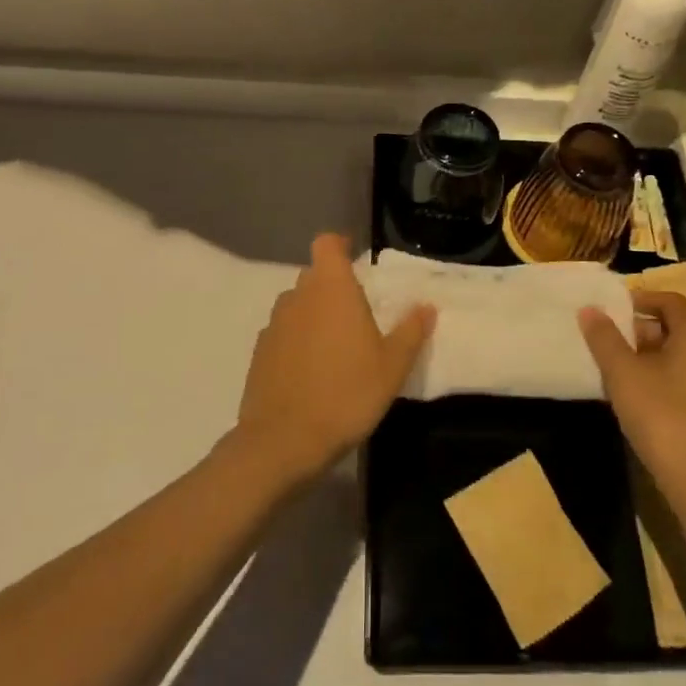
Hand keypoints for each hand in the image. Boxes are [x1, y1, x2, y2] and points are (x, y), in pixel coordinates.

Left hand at [235, 234, 434, 481]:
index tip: (357, 258)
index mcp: (331, 289)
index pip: (327, 244)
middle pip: (314, 275)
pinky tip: (313, 371)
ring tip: (337, 346)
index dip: (341, 245)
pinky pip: (284, 333)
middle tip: (359, 313)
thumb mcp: (392, 367)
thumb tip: (426, 306)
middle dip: (334, 286)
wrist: (283, 441)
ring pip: (297, 305)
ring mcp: (274, 325)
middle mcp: (298, 297)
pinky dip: (297, 341)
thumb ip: (411, 331)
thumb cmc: (347, 394)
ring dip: (315, 315)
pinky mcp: (259, 353)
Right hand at [579, 291, 685, 508]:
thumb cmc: (662, 416)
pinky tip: (638, 398)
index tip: (610, 309)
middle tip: (608, 340)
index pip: (670, 301)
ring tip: (616, 369)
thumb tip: (590, 309)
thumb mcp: (623, 374)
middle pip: (676, 327)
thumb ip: (604, 339)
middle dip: (641, 329)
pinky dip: (662, 378)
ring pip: (681, 356)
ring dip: (649, 356)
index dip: (640, 299)